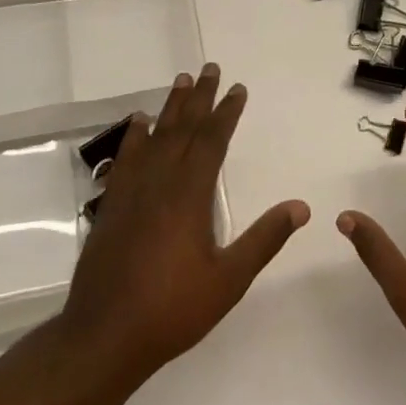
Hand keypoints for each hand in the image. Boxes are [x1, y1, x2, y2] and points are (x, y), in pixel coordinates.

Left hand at [59, 63, 308, 386]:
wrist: (104, 336)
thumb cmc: (172, 310)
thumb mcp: (229, 280)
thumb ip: (264, 239)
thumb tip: (301, 207)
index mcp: (190, 194)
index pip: (212, 140)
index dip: (226, 112)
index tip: (237, 88)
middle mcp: (160, 181)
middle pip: (183, 128)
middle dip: (199, 98)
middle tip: (209, 68)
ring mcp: (131, 191)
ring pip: (155, 137)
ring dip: (170, 108)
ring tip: (180, 81)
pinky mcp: (111, 205)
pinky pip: (125, 157)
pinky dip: (135, 136)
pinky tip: (139, 123)